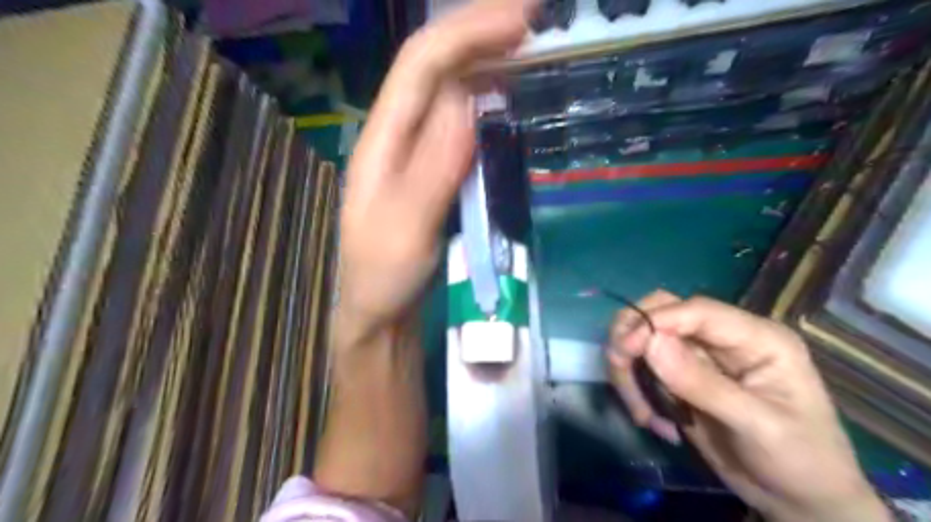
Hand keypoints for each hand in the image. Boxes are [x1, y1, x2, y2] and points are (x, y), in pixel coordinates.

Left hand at [342, 0, 530, 335]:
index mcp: (382, 141)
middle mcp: (397, 136)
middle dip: (479, 33)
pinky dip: (486, 100)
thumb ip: (433, 167)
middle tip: (534, 20)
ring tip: (528, 45)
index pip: (420, 66)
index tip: (521, 20)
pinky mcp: (435, 172)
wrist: (380, 311)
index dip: (467, 34)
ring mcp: (417, 153)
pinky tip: (508, 96)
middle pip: (434, 67)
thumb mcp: (405, 228)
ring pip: (449, 91)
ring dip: (485, 60)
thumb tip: (467, 99)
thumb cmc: (384, 276)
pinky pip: (461, 124)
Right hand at [609, 294, 888, 521]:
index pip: (696, 310)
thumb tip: (650, 342)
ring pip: (644, 338)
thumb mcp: (757, 426)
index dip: (655, 320)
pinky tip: (654, 421)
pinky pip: (643, 368)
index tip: (624, 348)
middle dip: (633, 337)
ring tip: (642, 414)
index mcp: (756, 337)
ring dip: (629, 370)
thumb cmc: (799, 461)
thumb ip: (702, 383)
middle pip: (661, 311)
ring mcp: (698, 356)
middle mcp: (722, 338)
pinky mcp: (680, 377)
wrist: (798, 501)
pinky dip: (636, 390)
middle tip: (619, 370)